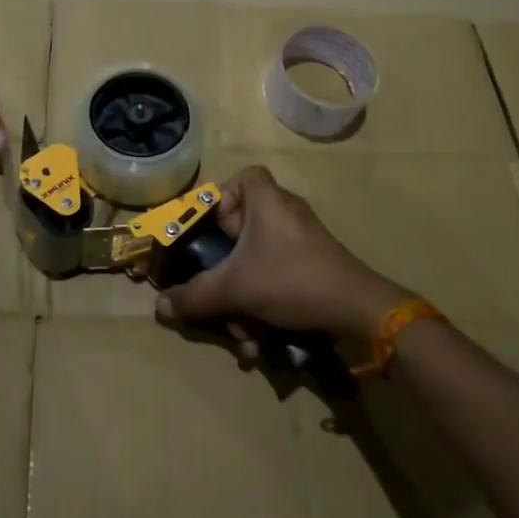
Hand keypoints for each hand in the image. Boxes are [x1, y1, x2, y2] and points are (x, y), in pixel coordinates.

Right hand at [156, 165, 409, 341]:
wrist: (358, 310)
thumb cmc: (291, 279)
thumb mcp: (236, 288)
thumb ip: (196, 296)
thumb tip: (160, 306)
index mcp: (268, 201)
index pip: (245, 177)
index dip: (222, 198)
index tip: (209, 229)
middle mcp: (285, 214)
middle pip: (243, 228)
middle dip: (225, 268)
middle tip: (215, 289)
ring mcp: (302, 241)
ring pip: (257, 261)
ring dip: (242, 298)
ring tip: (240, 333)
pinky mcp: (313, 267)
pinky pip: (276, 276)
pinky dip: (263, 304)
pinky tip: (259, 340)